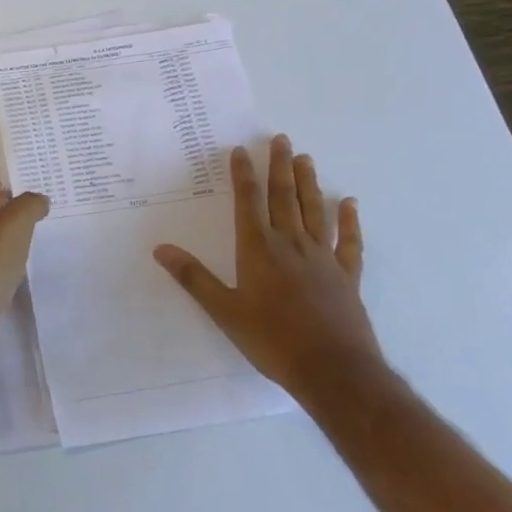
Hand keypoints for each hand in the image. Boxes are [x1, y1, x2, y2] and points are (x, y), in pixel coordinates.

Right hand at [154, 134, 380, 396]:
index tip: (241, 150)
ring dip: (309, 183)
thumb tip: (161, 249)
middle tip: (281, 139)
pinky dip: (350, 222)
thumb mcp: (224, 312)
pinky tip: (350, 203)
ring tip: (306, 158)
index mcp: (259, 249)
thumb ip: (194, 278)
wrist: (335, 372)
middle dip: (279, 166)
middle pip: (283, 197)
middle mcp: (291, 244)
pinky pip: (349, 243)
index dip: (244, 174)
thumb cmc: (273, 340)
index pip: (248, 202)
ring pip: (314, 211)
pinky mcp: (347, 277)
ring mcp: (323, 259)